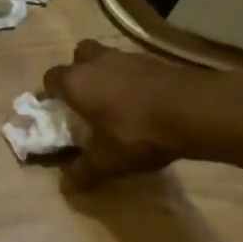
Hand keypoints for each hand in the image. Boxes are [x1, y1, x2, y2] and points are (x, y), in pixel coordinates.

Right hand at [42, 39, 197, 187]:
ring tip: (119, 99)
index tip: (57, 110)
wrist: (191, 110)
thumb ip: (83, 171)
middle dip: (80, 71)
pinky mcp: (156, 60)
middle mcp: (96, 62)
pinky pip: (136, 65)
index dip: (51, 94)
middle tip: (88, 96)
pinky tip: (145, 99)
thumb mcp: (106, 161)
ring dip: (109, 73)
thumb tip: (66, 185)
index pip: (51, 78)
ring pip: (108, 57)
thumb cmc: (136, 132)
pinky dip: (135, 78)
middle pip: (79, 55)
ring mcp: (128, 56)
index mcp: (76, 82)